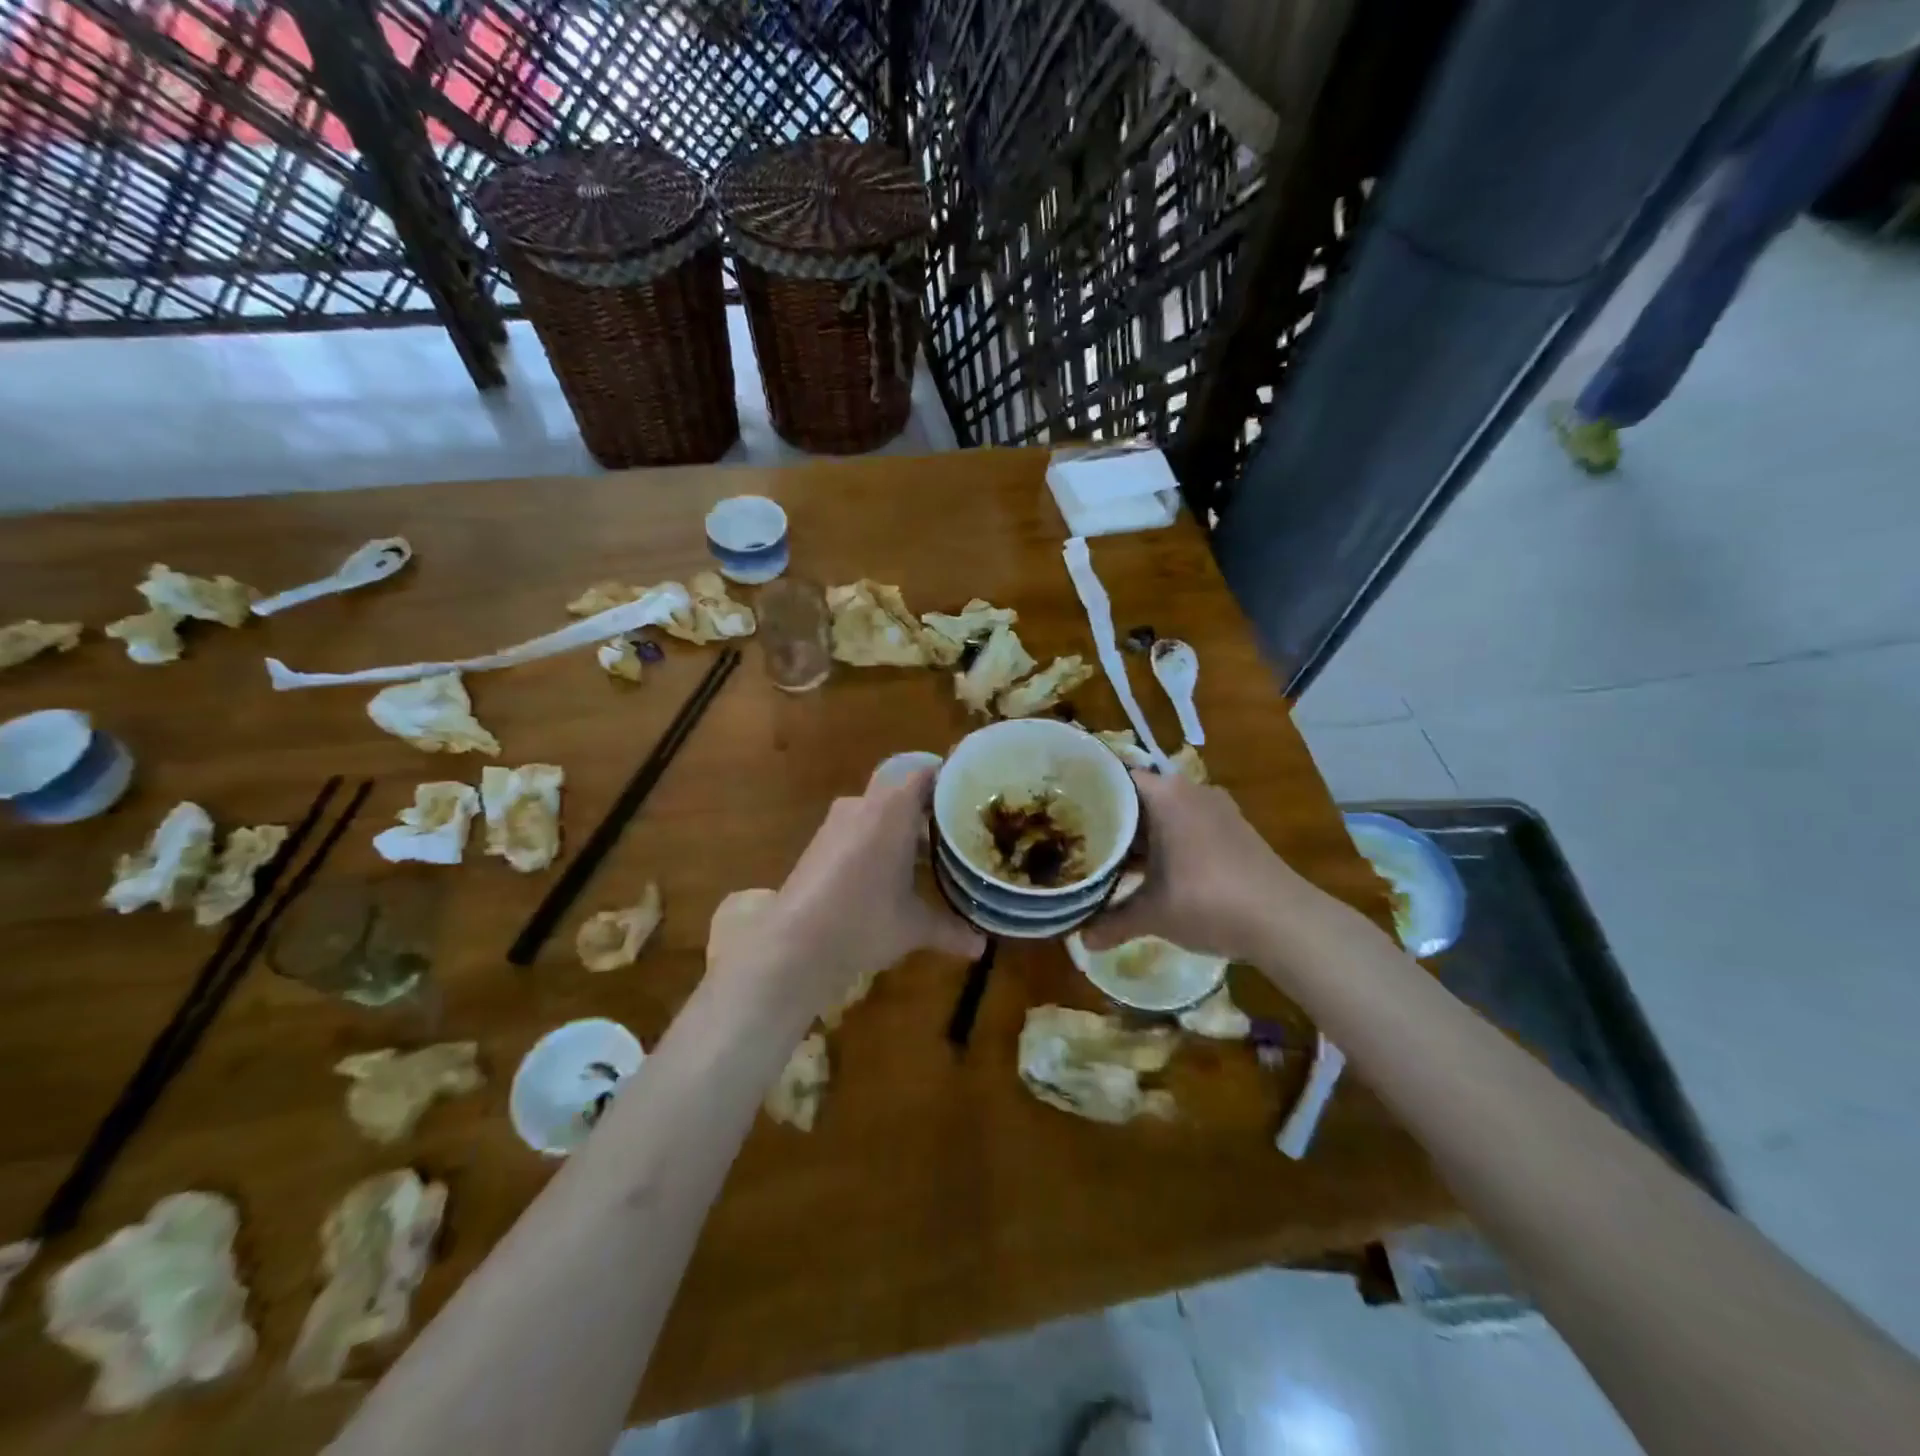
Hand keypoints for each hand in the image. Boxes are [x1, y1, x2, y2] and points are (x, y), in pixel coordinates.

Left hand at [718, 766, 983, 1022]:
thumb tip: (981, 947)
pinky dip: (877, 840)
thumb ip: (950, 929)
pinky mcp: (819, 843)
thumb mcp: (914, 927)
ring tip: (929, 854)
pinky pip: (858, 828)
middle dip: (927, 806)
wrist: (793, 944)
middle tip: (956, 827)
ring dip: (901, 826)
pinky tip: (891, 872)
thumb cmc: (864, 922)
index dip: (949, 779)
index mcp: (893, 810)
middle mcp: (864, 805)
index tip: (972, 794)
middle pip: (902, 790)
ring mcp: (836, 823)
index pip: (925, 773)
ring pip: (878, 810)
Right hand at [1082, 769, 1315, 963]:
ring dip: (1142, 835)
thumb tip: (1080, 941)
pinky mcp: (1234, 830)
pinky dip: (1168, 843)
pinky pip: (1188, 826)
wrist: (1284, 921)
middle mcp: (1190, 791)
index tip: (1064, 806)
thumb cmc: (1206, 901)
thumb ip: (1112, 922)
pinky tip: (1153, 871)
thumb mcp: (1152, 914)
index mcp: (1166, 795)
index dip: (1089, 791)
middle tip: (1079, 836)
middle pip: (1140, 796)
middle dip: (1113, 818)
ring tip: (1110, 856)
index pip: (1116, 777)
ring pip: (1165, 813)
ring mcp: (1216, 809)